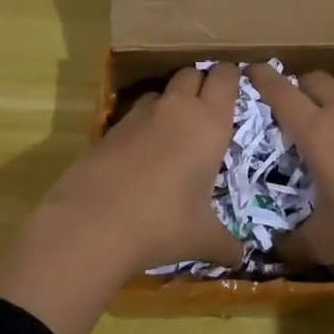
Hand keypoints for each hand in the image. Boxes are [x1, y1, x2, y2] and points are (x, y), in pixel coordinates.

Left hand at [44, 63, 245, 274]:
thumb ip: (226, 244)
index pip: (225, 77)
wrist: (92, 224)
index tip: (238, 87)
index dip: (232, 76)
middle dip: (202, 82)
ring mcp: (139, 116)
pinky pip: (135, 115)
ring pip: (161, 91)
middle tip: (210, 108)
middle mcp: (176, 109)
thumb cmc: (163, 224)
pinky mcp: (109, 129)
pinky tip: (144, 154)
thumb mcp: (202, 238)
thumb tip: (240, 260)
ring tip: (176, 131)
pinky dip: (144, 124)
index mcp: (209, 124)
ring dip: (171, 101)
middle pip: (191, 73)